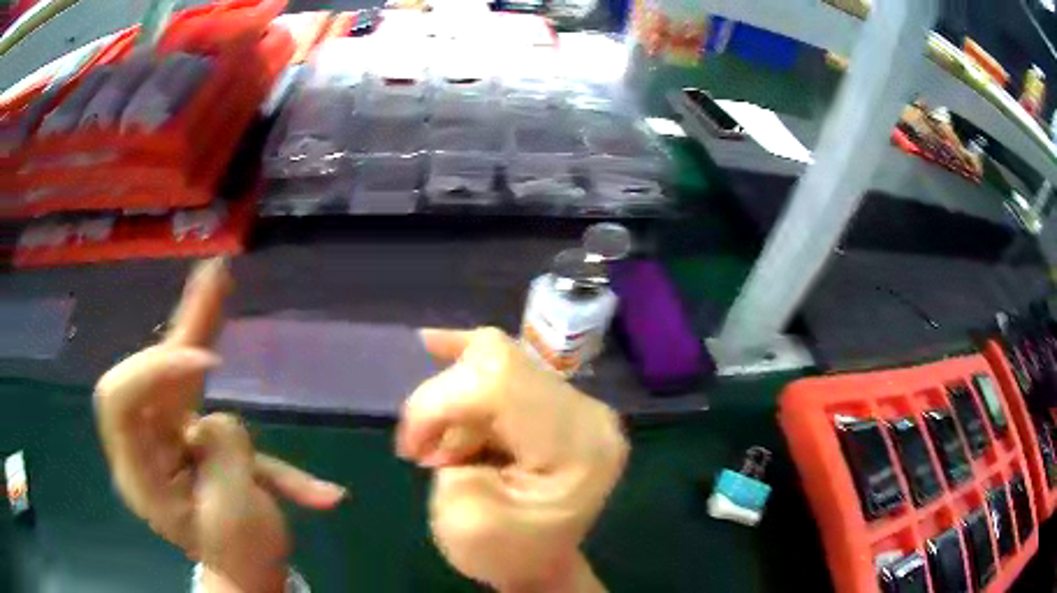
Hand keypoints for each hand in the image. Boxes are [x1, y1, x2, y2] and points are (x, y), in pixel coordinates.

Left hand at [94, 258, 345, 591]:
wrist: (247, 569)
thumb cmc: (242, 554)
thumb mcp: (237, 518)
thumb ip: (223, 456)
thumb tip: (211, 416)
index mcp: (139, 475)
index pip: (120, 401)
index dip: (152, 371)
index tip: (208, 366)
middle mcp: (141, 445)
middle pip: (143, 372)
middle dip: (177, 330)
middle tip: (215, 281)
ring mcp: (160, 435)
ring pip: (168, 368)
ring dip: (192, 321)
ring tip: (215, 275)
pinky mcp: (184, 428)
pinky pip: (196, 385)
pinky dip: (214, 357)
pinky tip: (220, 306)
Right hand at [397, 328, 627, 591]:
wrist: (540, 564)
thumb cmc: (508, 555)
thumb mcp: (467, 525)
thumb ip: (454, 465)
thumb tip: (450, 423)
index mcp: (578, 446)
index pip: (499, 385)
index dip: (438, 404)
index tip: (413, 451)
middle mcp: (587, 413)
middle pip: (499, 361)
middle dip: (442, 399)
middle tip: (426, 450)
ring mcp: (577, 404)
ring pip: (496, 361)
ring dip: (453, 400)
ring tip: (447, 452)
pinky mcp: (557, 402)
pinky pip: (507, 365)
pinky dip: (465, 363)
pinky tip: (435, 344)